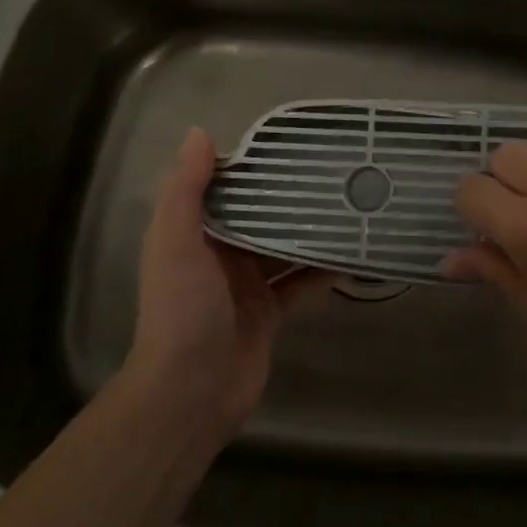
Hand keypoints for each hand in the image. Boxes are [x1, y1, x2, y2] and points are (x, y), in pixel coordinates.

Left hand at [125, 127, 333, 437]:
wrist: (190, 392)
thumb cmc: (182, 309)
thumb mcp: (175, 242)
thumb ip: (185, 190)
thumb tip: (200, 133)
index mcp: (194, 235)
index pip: (225, 190)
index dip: (252, 168)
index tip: (290, 146)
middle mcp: (220, 256)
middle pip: (260, 218)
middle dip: (290, 199)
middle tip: (333, 173)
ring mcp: (247, 287)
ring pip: (284, 249)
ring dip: (310, 232)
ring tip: (349, 205)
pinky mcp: (270, 314)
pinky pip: (301, 284)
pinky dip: (322, 271)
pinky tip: (351, 254)